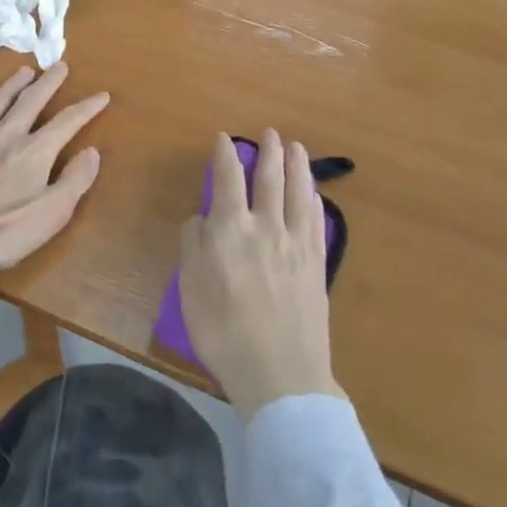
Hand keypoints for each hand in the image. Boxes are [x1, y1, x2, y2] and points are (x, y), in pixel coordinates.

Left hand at [0, 64, 107, 285]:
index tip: (101, 95)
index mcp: (33, 152)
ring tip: (25, 71)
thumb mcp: (49, 216)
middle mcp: (5, 134)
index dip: (87, 108)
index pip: (67, 122)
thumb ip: (75, 181)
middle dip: (49, 82)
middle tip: (60, 65)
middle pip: (31, 100)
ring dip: (14, 84)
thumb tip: (92, 151)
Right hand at [179, 130, 341, 420]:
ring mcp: (295, 244)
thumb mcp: (191, 287)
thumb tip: (202, 218)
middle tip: (270, 133)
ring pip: (298, 192)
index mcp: (230, 228)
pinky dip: (314, 201)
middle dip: (268, 152)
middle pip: (269, 178)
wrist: (280, 373)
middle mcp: (266, 226)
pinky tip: (313, 194)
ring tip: (297, 147)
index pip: (227, 178)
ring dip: (297, 166)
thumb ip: (194, 244)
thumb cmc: (224, 332)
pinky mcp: (316, 264)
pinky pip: (316, 222)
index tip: (224, 138)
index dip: (225, 154)